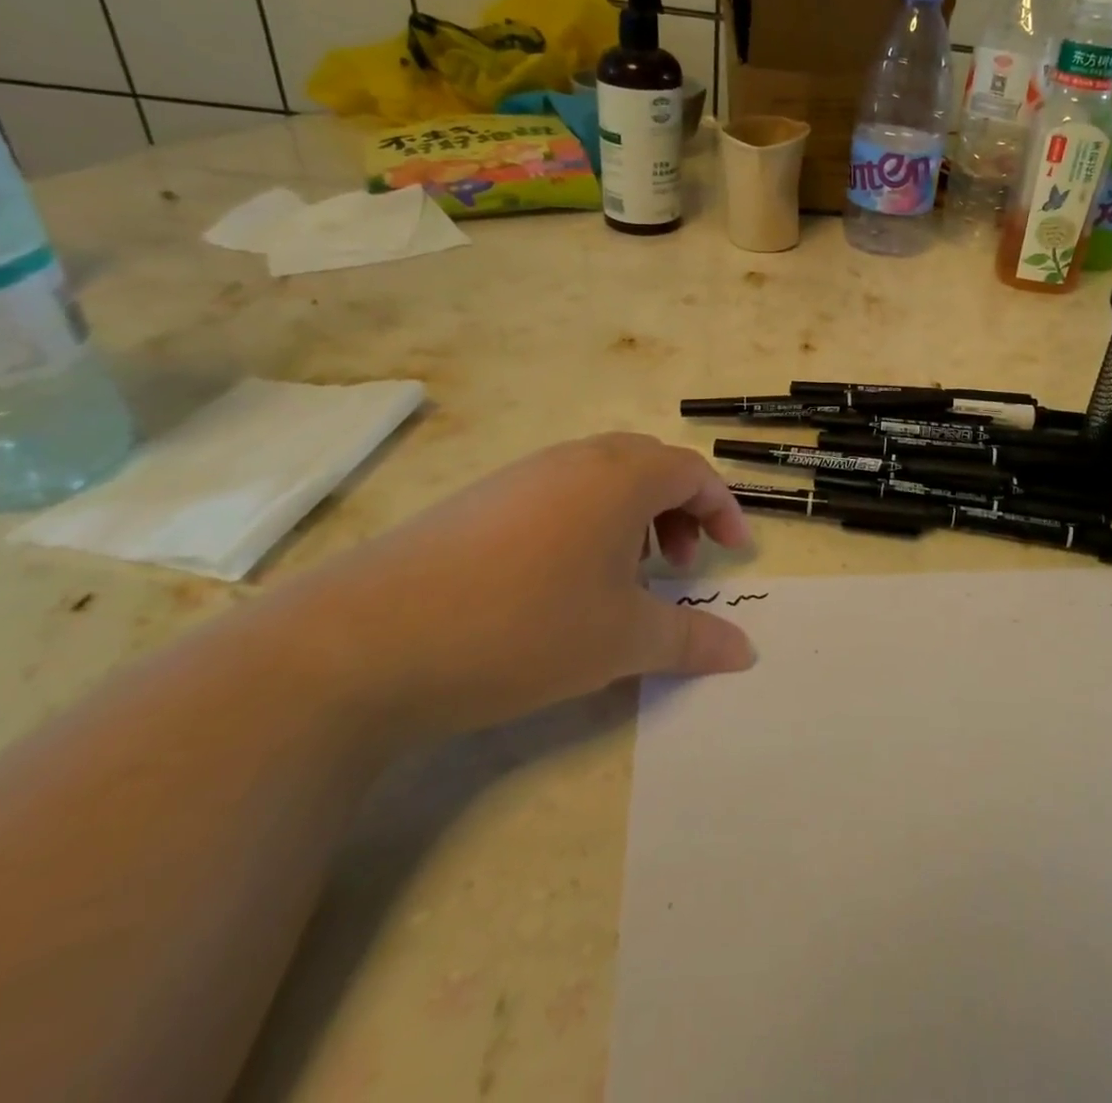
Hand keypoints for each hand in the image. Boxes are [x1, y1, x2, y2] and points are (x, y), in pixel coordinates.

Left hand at [277, 433, 756, 740]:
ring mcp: (521, 476)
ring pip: (601, 480)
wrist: (366, 641)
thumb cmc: (524, 626)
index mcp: (620, 476)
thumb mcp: (622, 640)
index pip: (692, 472)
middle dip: (679, 511)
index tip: (733, 554)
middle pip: (649, 466)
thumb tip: (745, 650)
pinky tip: (561, 585)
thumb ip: (692, 638)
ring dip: (632, 519)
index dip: (723, 509)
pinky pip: (557, 495)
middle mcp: (574, 460)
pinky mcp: (479, 501)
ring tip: (623, 580)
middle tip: (679, 566)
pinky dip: (585, 526)